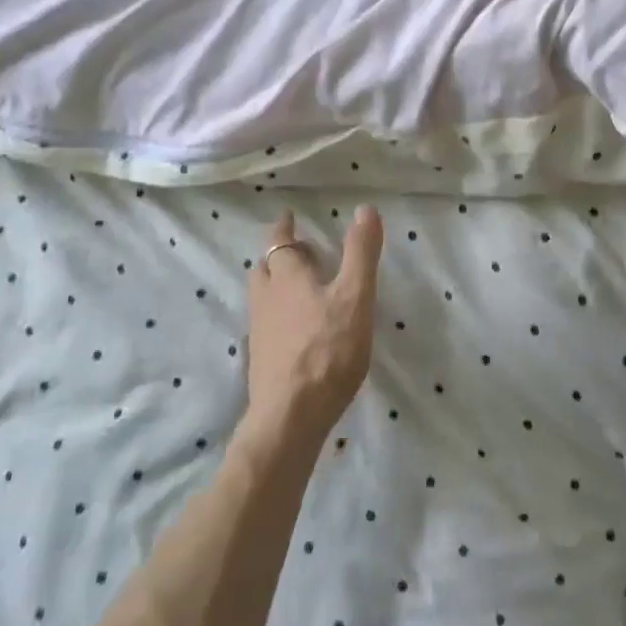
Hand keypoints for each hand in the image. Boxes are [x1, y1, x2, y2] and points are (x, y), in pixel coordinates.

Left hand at [244, 207, 383, 441]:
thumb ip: (361, 253)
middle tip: (301, 253)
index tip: (288, 217)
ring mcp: (260, 331)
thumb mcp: (355, 296)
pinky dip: (279, 315)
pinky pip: (267, 324)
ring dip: (277, 285)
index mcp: (287, 277)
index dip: (284, 227)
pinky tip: (298, 330)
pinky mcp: (261, 360)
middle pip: (266, 268)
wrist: (290, 417)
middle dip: (280, 256)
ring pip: (263, 296)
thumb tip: (366, 208)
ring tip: (300, 289)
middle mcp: (266, 298)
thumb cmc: (327, 350)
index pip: (279, 241)